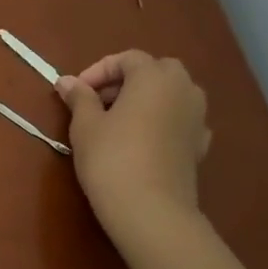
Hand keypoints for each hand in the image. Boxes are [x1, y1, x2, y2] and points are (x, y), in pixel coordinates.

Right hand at [56, 50, 210, 247]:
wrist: (150, 209)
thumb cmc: (111, 158)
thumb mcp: (85, 126)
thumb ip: (79, 98)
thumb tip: (67, 82)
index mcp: (154, 77)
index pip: (126, 59)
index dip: (98, 71)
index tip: (75, 92)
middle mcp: (184, 88)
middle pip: (155, 71)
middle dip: (126, 81)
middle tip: (97, 102)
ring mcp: (198, 117)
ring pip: (170, 95)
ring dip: (145, 100)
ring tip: (117, 122)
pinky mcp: (200, 144)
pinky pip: (179, 120)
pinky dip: (160, 121)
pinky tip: (141, 141)